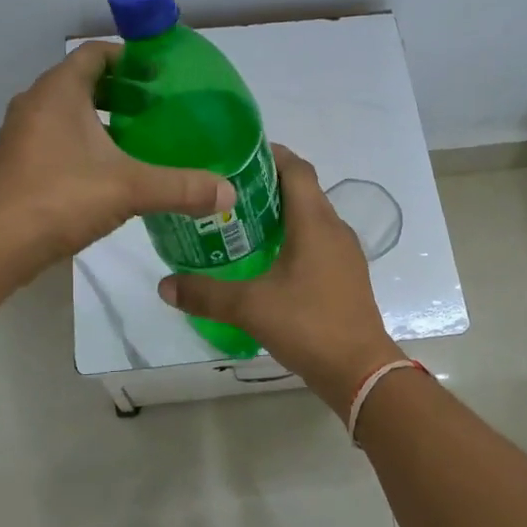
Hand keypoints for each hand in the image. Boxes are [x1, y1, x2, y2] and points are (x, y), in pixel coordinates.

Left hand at [0, 43, 233, 276]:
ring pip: (67, 112)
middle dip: (121, 91)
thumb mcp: (130, 188)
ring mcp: (21, 134)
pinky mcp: (16, 163)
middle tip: (157, 109)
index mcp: (59, 91)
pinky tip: (107, 170)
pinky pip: (55, 137)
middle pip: (83, 82)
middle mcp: (35, 104)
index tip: (160, 75)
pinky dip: (82, 142)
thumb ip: (181, 187)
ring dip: (101, 118)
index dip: (129, 57)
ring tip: (138, 139)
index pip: (95, 53)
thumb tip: (229, 195)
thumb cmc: (62, 197)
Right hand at [157, 146, 403, 410]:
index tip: (236, 154)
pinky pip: (317, 240)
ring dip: (280, 212)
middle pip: (302, 189)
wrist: (361, 372)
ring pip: (310, 216)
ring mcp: (344, 253)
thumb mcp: (250, 308)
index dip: (270, 154)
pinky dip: (293, 236)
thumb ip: (205, 294)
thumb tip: (164, 285)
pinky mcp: (346, 274)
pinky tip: (266, 257)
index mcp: (315, 222)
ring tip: (240, 220)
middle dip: (267, 183)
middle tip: (226, 189)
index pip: (296, 168)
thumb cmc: (309, 326)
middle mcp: (334, 228)